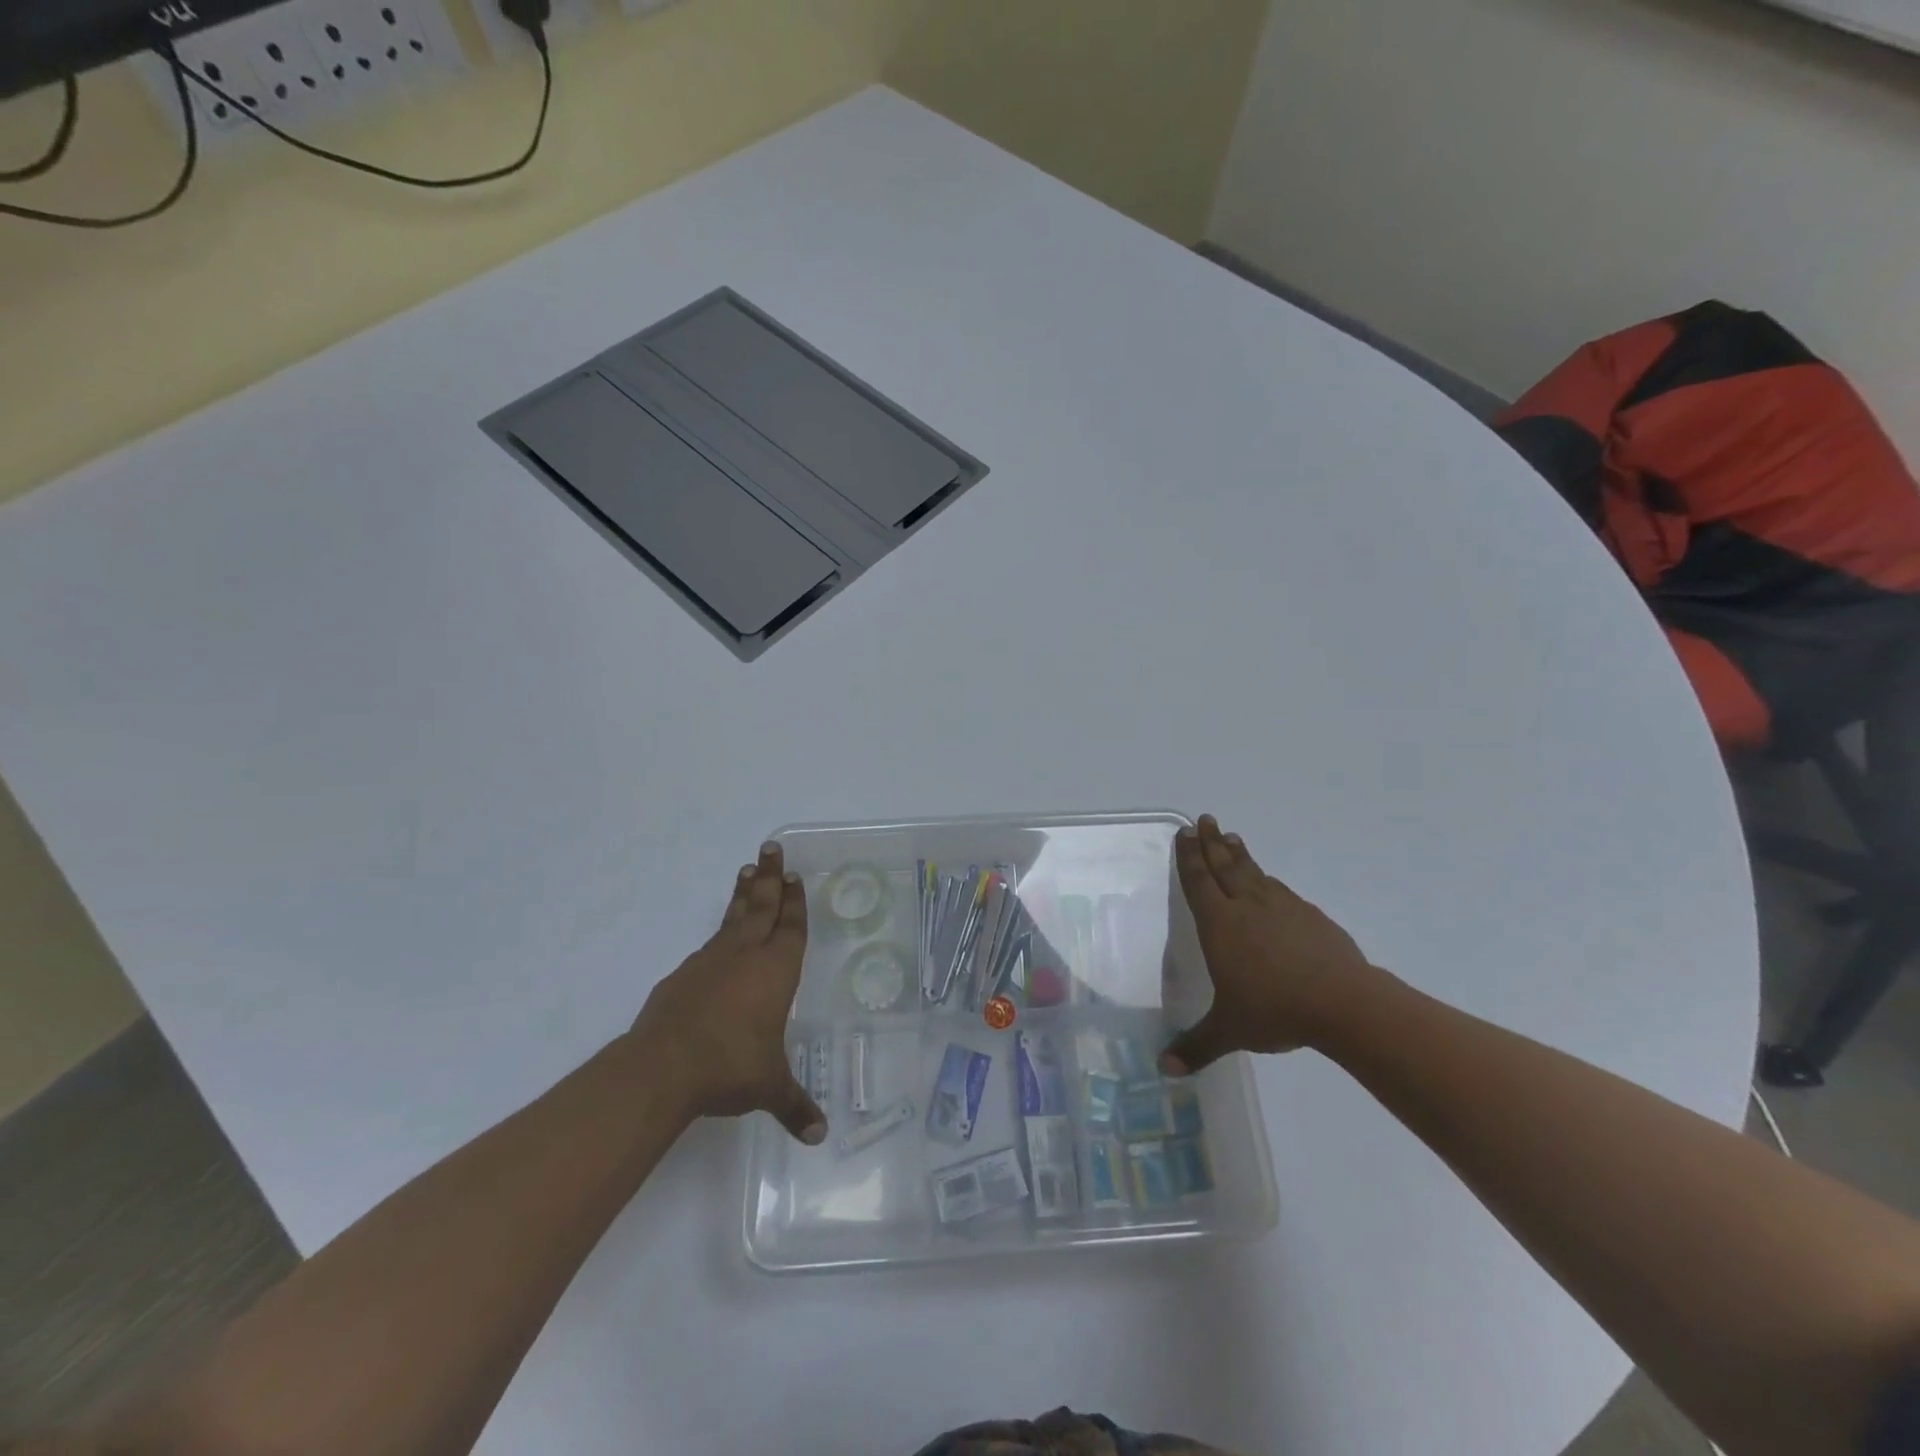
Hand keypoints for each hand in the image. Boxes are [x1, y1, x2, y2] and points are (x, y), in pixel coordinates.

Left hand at [631, 842, 826, 1144]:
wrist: (663, 1068)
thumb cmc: (731, 1067)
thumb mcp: (769, 1087)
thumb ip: (795, 1105)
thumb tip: (818, 1136)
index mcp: (776, 971)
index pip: (791, 926)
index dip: (795, 901)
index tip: (794, 874)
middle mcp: (745, 956)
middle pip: (761, 905)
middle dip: (770, 876)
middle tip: (771, 848)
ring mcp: (710, 962)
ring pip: (732, 917)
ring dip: (742, 894)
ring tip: (746, 871)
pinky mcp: (682, 976)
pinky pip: (709, 945)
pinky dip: (719, 932)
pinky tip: (718, 937)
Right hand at [1161, 815, 1381, 1074]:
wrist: (1344, 1003)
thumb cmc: (1275, 1010)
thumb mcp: (1229, 1030)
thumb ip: (1196, 1046)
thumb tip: (1162, 1070)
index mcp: (1220, 924)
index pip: (1199, 882)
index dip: (1189, 858)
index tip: (1184, 833)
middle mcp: (1247, 906)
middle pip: (1225, 866)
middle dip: (1211, 842)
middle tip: (1204, 819)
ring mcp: (1282, 907)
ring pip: (1254, 872)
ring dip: (1239, 854)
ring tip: (1232, 837)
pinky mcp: (1311, 917)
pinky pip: (1280, 890)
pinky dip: (1267, 879)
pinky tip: (1269, 882)